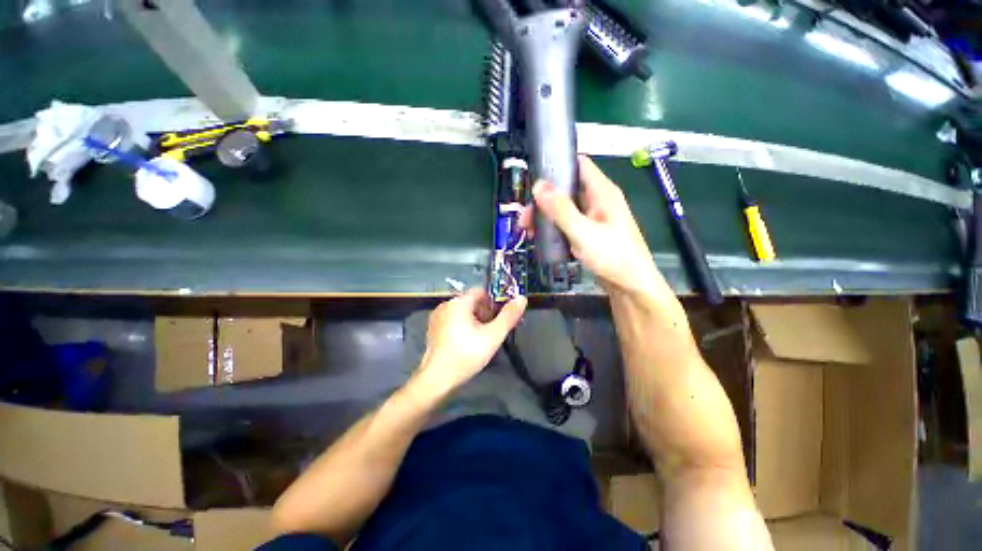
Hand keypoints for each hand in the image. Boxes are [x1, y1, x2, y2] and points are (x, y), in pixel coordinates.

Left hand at [412, 289, 525, 397]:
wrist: (436, 379)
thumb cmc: (466, 355)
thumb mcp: (492, 336)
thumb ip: (508, 316)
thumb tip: (522, 298)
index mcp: (458, 302)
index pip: (481, 292)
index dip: (494, 302)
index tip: (500, 317)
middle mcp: (446, 304)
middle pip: (472, 301)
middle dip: (485, 312)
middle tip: (493, 330)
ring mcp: (437, 316)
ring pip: (463, 311)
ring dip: (475, 320)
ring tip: (481, 338)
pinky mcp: (433, 328)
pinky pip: (453, 319)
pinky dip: (463, 325)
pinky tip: (467, 342)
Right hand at [520, 155, 658, 295]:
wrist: (631, 287)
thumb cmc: (613, 256)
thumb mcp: (584, 232)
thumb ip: (561, 209)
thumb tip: (538, 185)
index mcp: (602, 192)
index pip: (579, 165)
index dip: (557, 165)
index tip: (534, 175)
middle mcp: (597, 202)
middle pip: (566, 190)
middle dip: (544, 200)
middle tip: (525, 216)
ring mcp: (593, 219)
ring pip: (564, 209)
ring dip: (546, 216)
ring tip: (527, 229)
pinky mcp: (588, 235)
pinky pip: (567, 225)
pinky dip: (553, 229)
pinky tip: (539, 238)